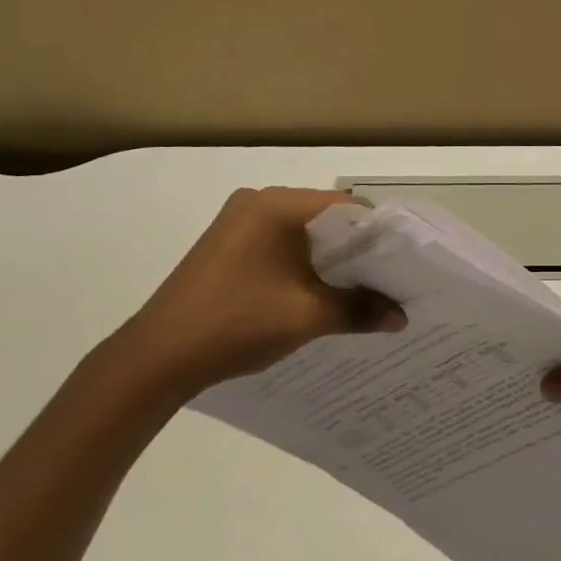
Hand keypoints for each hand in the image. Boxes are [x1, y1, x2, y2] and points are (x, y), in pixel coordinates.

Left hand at [120, 187, 404, 396]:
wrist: (156, 358)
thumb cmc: (235, 324)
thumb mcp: (305, 317)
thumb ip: (359, 309)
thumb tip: (402, 316)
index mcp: (276, 205)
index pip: (346, 206)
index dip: (379, 233)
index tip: (404, 261)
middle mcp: (258, 202)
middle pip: (325, 217)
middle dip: (357, 248)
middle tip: (388, 277)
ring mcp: (238, 222)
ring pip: (303, 232)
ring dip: (330, 258)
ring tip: (360, 288)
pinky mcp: (227, 245)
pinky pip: (280, 243)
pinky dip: (304, 263)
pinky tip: (317, 291)